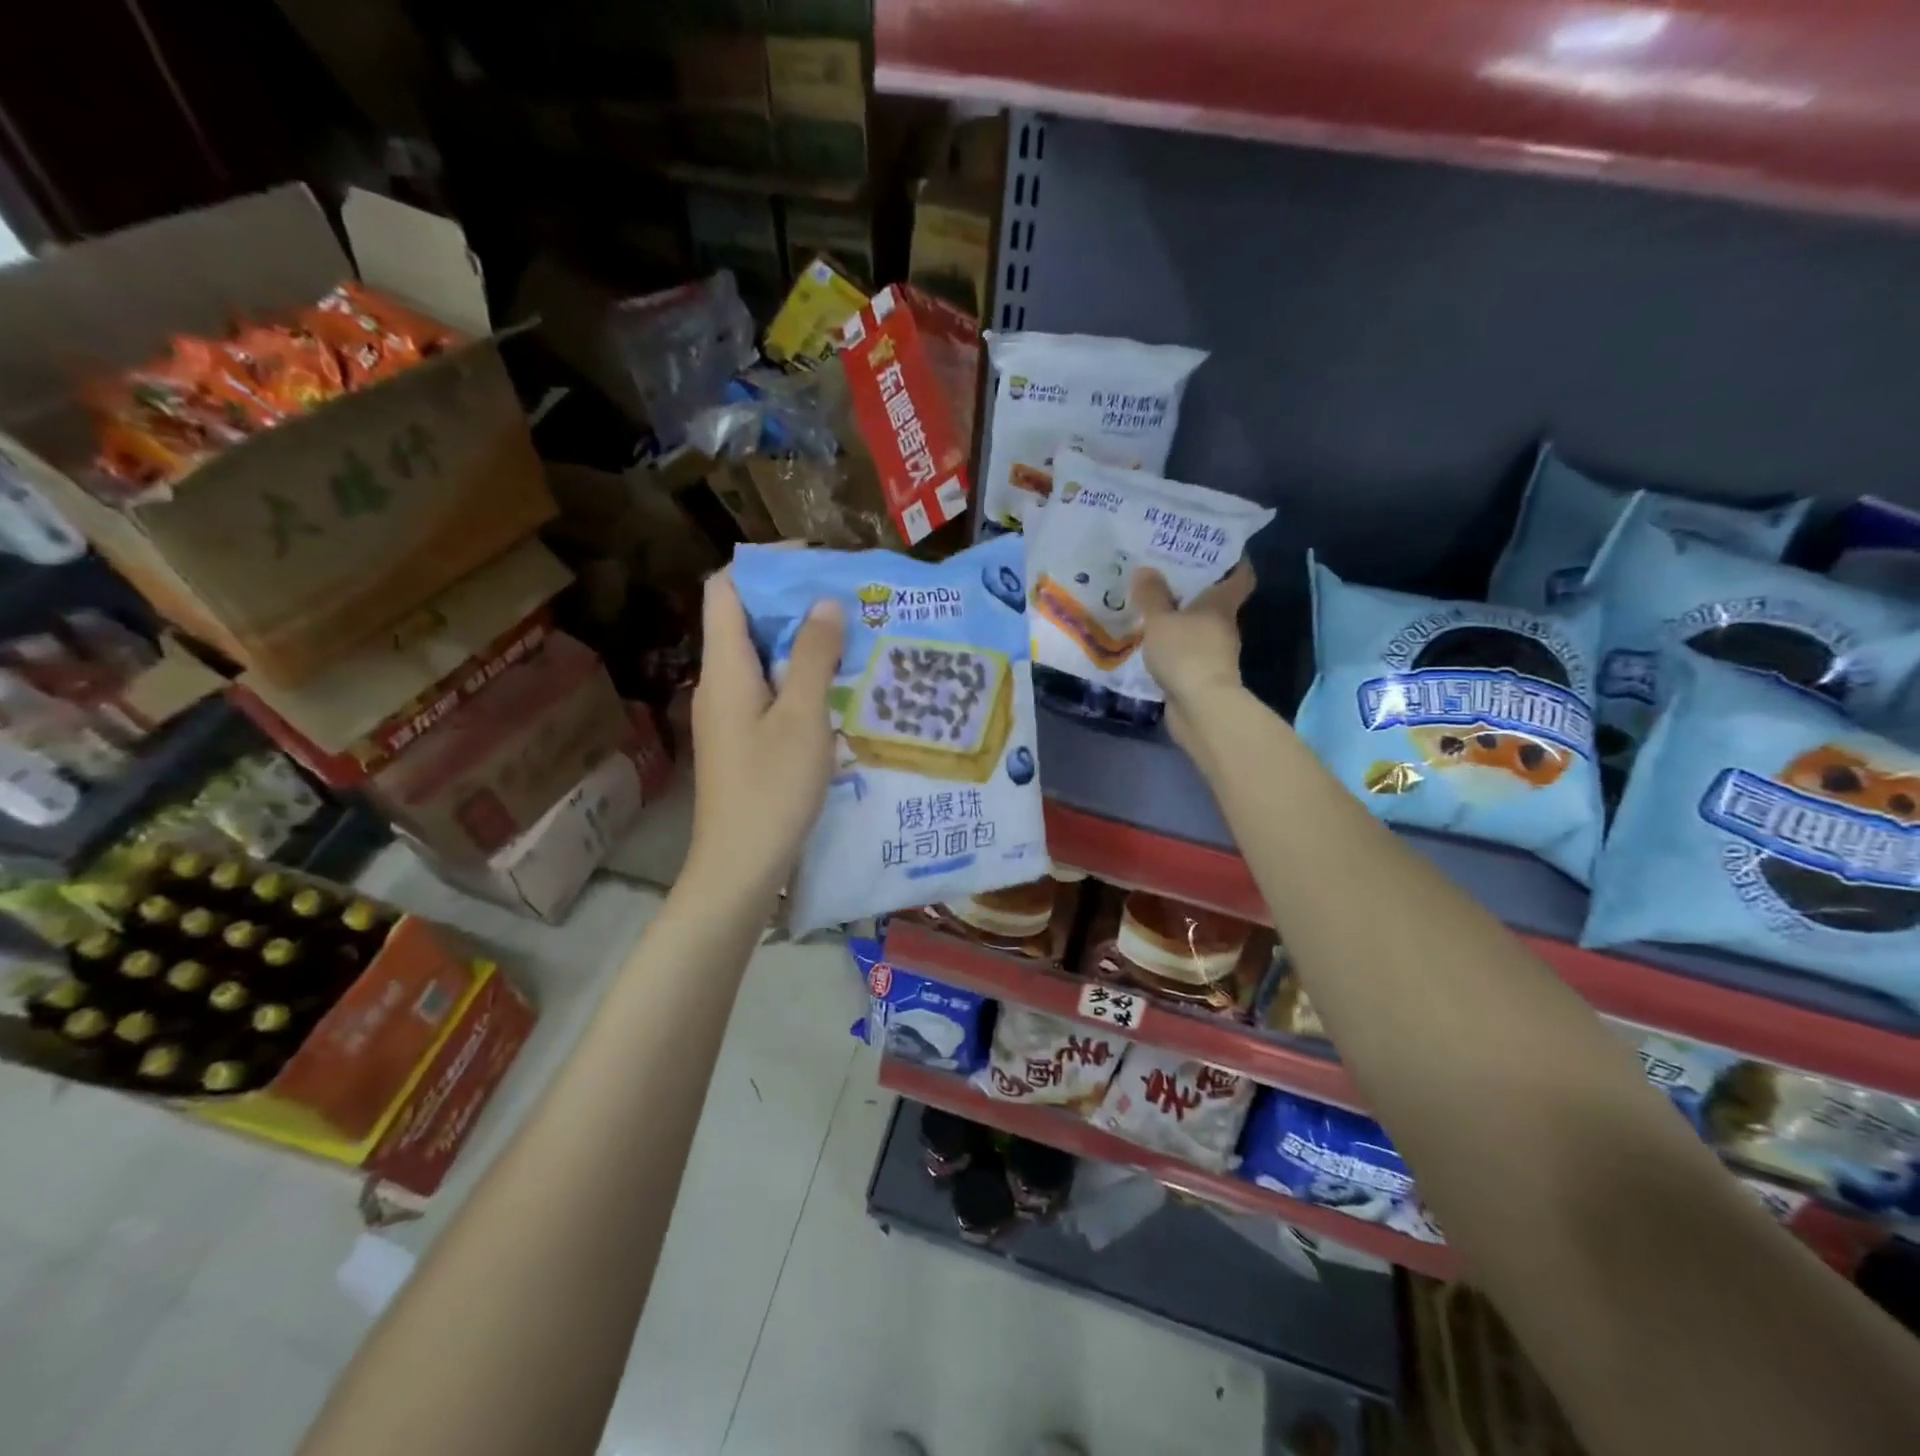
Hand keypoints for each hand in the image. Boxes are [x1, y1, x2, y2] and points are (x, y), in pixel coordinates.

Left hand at [685, 570, 844, 898]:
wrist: (741, 865)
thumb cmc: (771, 788)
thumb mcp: (802, 717)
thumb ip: (812, 656)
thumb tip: (824, 602)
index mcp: (725, 668)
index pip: (727, 589)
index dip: (765, 565)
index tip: (815, 562)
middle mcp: (719, 683)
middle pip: (746, 620)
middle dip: (793, 602)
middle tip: (848, 601)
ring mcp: (729, 714)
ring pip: (760, 657)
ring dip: (800, 641)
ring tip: (851, 637)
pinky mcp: (742, 739)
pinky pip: (768, 689)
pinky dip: (797, 676)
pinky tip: (836, 688)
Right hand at [1134, 560, 1254, 753]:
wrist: (1201, 708)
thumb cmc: (1186, 653)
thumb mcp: (1161, 620)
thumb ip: (1152, 596)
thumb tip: (1146, 570)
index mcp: (1222, 604)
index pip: (1240, 575)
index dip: (1233, 560)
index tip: (1213, 549)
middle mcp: (1224, 625)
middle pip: (1215, 600)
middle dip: (1194, 589)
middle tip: (1165, 574)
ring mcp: (1214, 652)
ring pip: (1198, 627)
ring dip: (1180, 619)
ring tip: (1151, 607)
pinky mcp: (1201, 674)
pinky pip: (1185, 651)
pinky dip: (1173, 645)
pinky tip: (1151, 641)